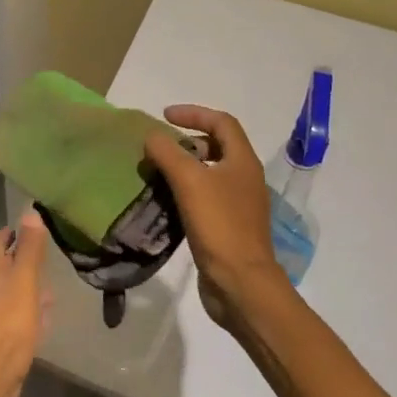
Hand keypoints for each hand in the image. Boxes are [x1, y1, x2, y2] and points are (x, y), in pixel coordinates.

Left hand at [0, 209, 51, 396]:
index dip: (12, 235)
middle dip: (18, 264)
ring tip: (46, 294)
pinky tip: (38, 324)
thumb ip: (29, 248)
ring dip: (22, 290)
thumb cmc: (10, 322)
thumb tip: (30, 211)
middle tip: (41, 263)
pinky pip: (6, 318)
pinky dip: (21, 313)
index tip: (29, 232)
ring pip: (3, 294)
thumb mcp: (25, 280)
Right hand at [142, 105, 294, 330]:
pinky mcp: (228, 227)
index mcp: (242, 161)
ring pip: (210, 174)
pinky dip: (185, 192)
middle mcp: (244, 178)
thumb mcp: (189, 181)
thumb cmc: (219, 225)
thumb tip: (152, 137)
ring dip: (184, 167)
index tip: (164, 116)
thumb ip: (168, 153)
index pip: (222, 122)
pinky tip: (165, 202)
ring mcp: (238, 205)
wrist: (240, 283)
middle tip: (160, 147)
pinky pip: (205, 198)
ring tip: (157, 171)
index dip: (194, 113)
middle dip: (188, 141)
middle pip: (218, 147)